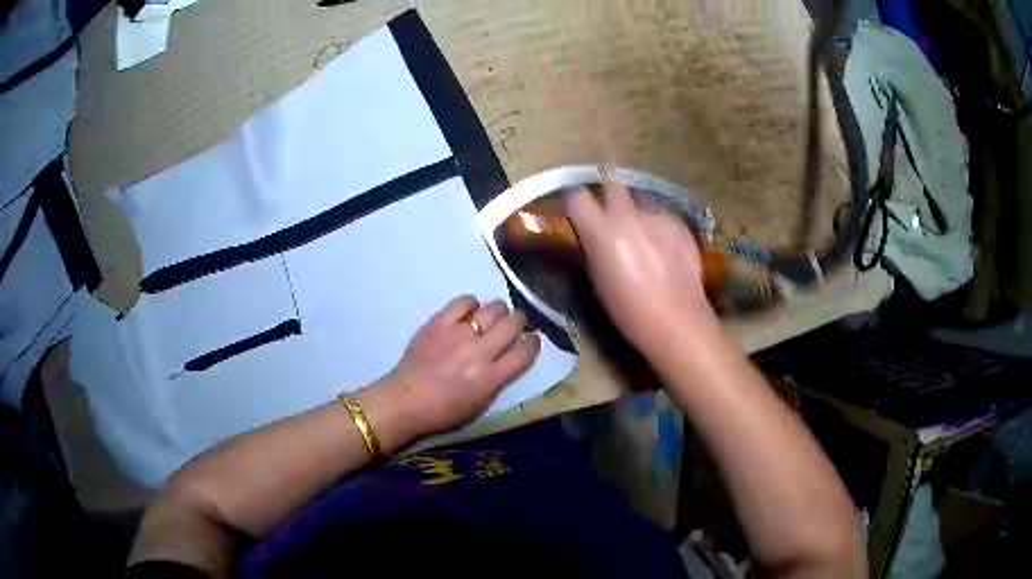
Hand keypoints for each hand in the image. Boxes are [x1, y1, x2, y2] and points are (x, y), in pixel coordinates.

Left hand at [365, 296, 540, 443]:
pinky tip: (469, 311)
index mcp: (491, 378)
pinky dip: (471, 304)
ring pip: (492, 309)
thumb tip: (509, 357)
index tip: (533, 338)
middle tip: (515, 323)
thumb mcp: (481, 404)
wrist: (406, 400)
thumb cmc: (445, 411)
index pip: (525, 352)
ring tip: (494, 316)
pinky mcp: (439, 322)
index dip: (533, 342)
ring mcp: (458, 334)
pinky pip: (463, 302)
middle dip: (519, 321)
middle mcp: (479, 353)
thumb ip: (499, 379)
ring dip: (499, 311)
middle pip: (512, 324)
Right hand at [564, 181, 713, 352]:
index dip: (573, 199)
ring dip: (636, 215)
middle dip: (607, 189)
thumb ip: (592, 248)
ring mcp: (657, 216)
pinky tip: (665, 253)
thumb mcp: (597, 281)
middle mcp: (628, 215)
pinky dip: (658, 229)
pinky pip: (661, 218)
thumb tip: (589, 235)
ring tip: (644, 241)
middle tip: (608, 208)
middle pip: (612, 181)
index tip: (575, 208)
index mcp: (601, 231)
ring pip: (640, 203)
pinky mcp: (679, 224)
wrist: (677, 320)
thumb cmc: (628, 311)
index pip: (576, 195)